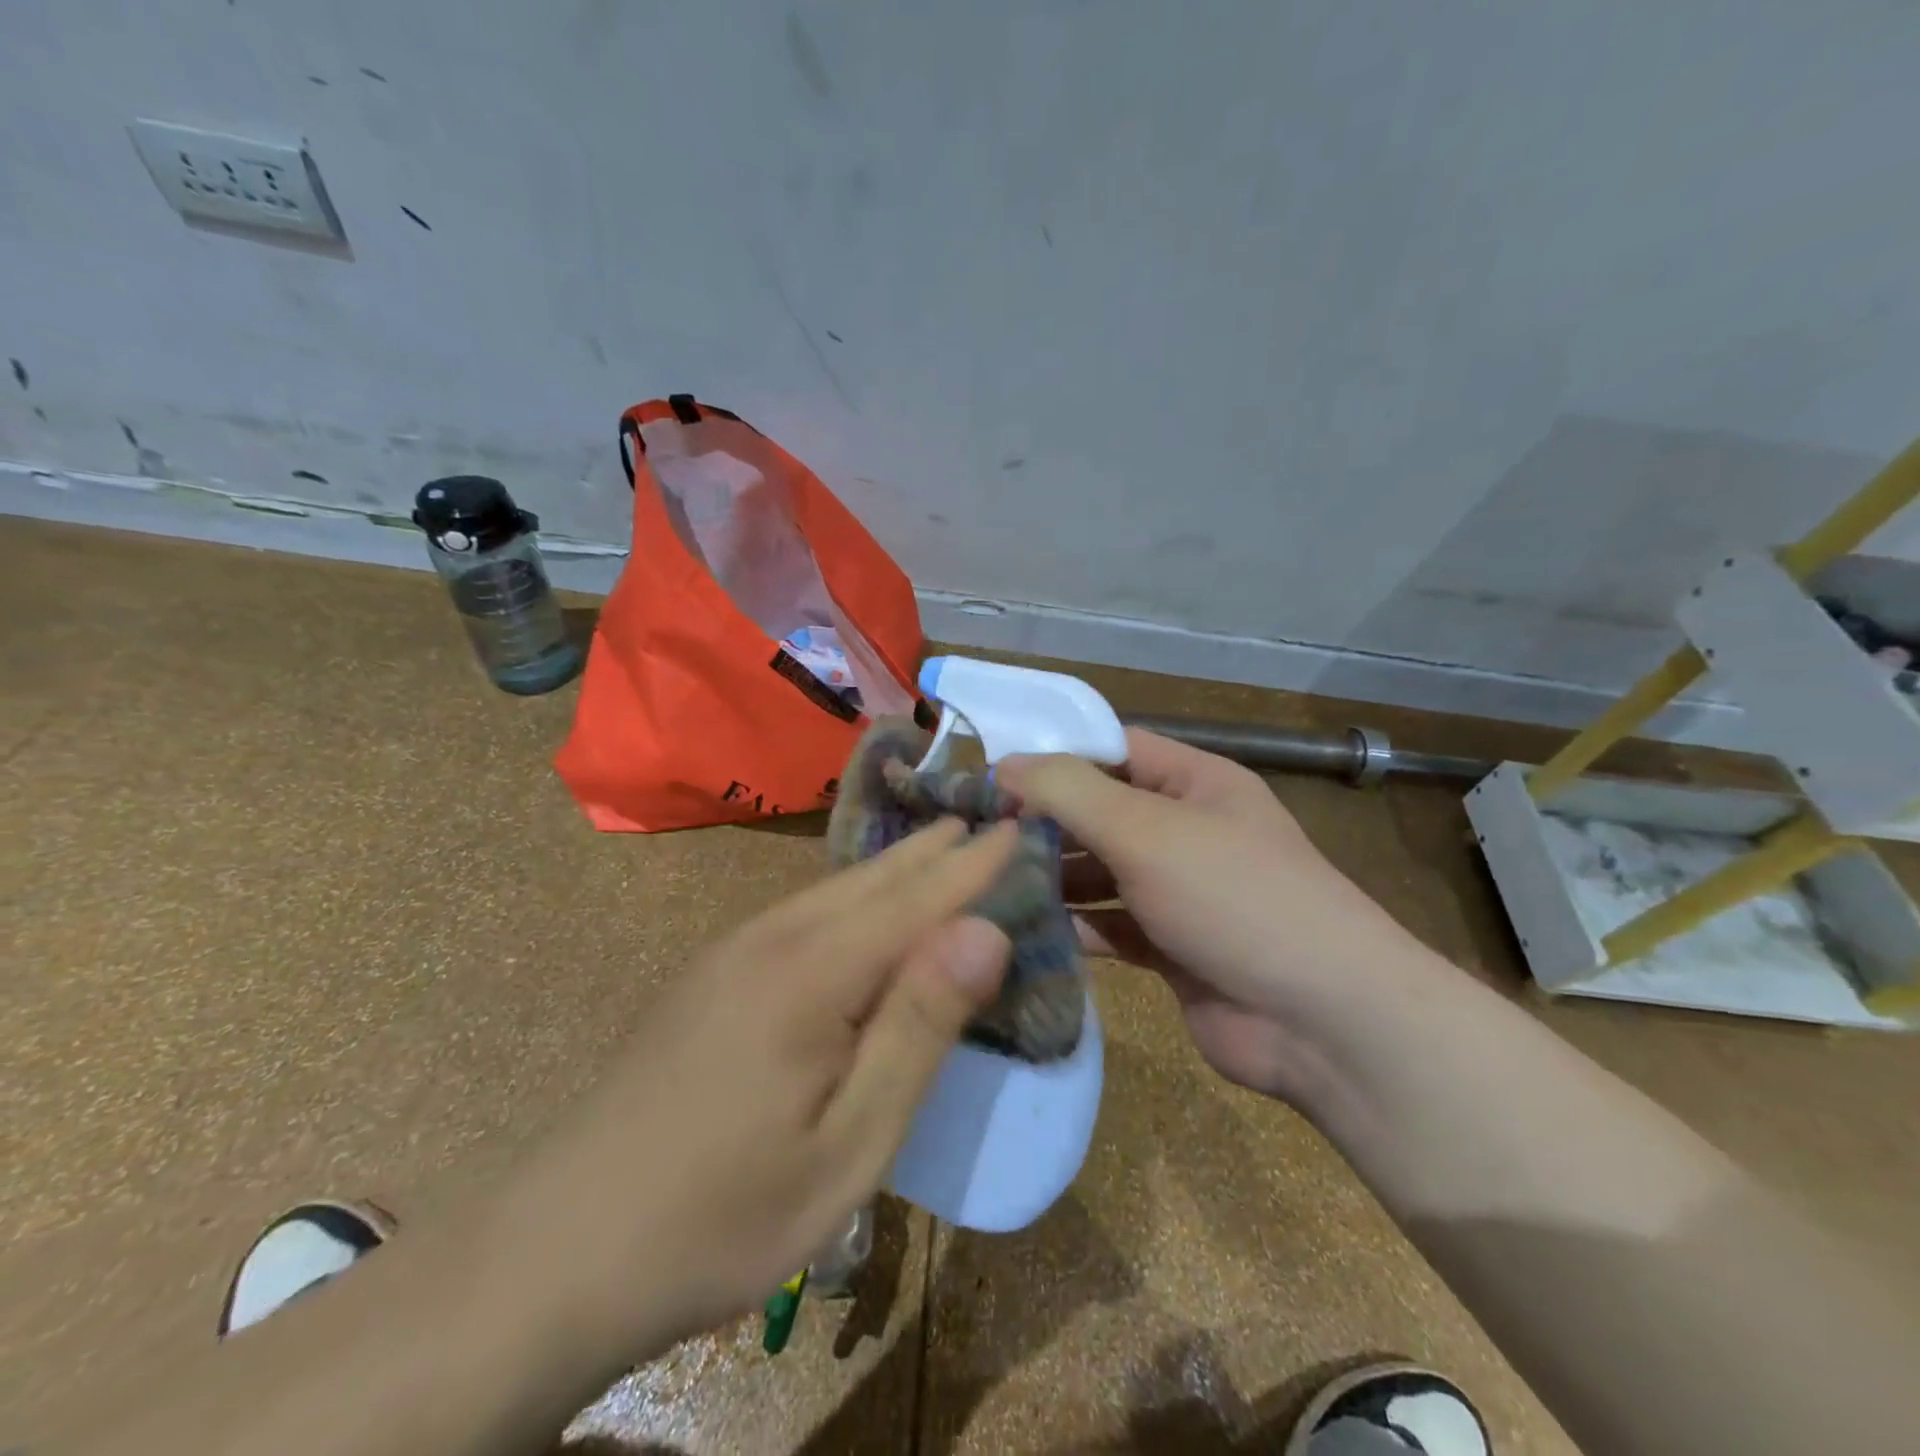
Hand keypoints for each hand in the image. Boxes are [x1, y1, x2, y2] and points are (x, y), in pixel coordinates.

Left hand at [491, 818, 1015, 1358]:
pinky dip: (855, 895)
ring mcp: (732, 953)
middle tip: (985, 821)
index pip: (916, 898)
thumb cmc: (724, 1212)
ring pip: (834, 890)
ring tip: (940, 846)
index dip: (973, 865)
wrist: (558, 1248)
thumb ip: (919, 1028)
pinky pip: (803, 912)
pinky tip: (864, 904)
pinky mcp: (711, 975)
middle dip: (936, 851)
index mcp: (813, 972)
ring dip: (895, 868)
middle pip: (873, 879)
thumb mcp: (850, 1143)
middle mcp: (771, 939)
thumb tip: (985, 932)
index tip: (1018, 828)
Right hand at [999, 731, 1419, 1104]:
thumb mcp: (1148, 830)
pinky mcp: (1169, 947)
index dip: (1052, 757)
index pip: (1112, 750)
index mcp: (1194, 783)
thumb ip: (1072, 792)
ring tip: (988, 883)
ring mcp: (1178, 892)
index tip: (988, 776)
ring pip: (1100, 872)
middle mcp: (1185, 830)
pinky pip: (1109, 925)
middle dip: (1043, 822)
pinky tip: (1027, 931)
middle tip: (976, 837)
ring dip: (1052, 877)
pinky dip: (1073, 926)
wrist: (1322, 1023)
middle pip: (1100, 812)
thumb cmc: (1235, 899)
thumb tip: (1005, 764)